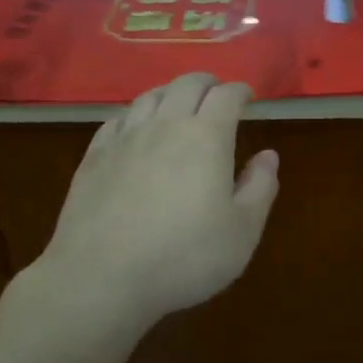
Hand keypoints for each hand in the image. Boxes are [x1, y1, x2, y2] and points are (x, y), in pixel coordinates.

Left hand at [29, 74, 279, 327]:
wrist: (100, 278)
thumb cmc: (183, 257)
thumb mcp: (242, 231)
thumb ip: (260, 187)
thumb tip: (267, 155)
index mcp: (207, 137)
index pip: (226, 95)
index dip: (240, 91)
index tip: (248, 97)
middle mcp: (165, 125)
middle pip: (187, 84)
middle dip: (207, 83)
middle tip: (217, 94)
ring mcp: (125, 138)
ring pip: (150, 96)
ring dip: (171, 93)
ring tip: (179, 104)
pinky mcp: (94, 156)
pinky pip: (117, 119)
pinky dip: (135, 114)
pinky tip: (136, 128)